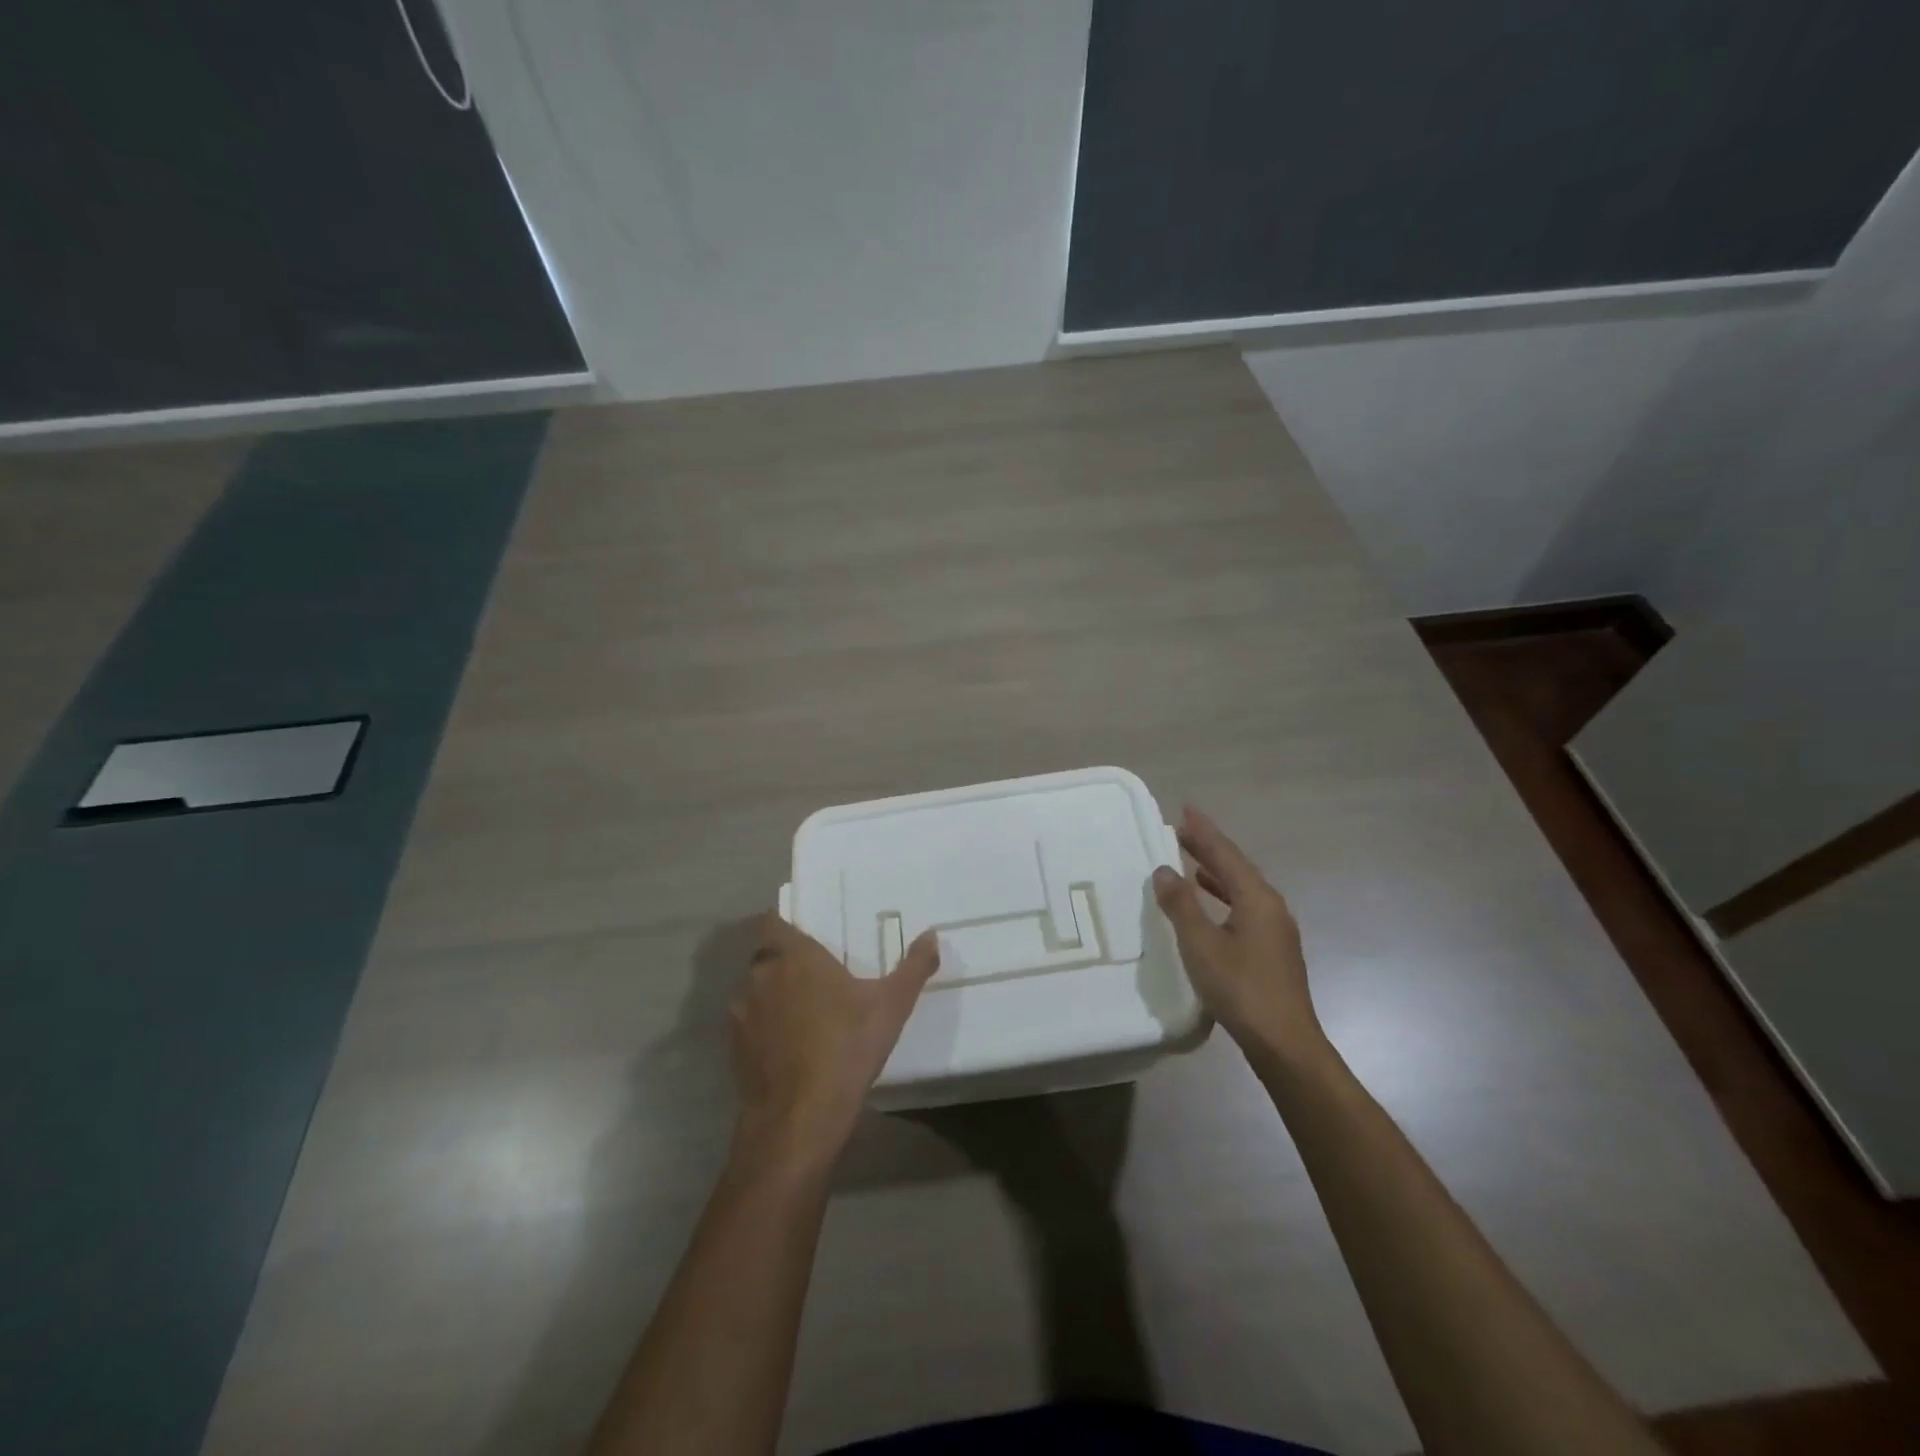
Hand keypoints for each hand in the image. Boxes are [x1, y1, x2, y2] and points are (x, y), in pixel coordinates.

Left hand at [728, 914, 939, 1169]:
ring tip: (803, 1012)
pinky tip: (789, 1046)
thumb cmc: (847, 1047)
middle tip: (816, 975)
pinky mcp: (733, 1047)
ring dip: (772, 994)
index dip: (782, 923)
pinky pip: (748, 1023)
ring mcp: (742, 1012)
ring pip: (755, 989)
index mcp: (794, 956)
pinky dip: (763, 1027)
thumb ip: (913, 966)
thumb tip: (932, 936)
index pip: (771, 922)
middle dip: (785, 961)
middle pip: (766, 955)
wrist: (800, 1117)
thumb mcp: (892, 1005)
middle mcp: (761, 975)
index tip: (805, 933)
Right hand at [1152, 806, 1323, 1064]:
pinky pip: (1244, 907)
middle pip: (1236, 867)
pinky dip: (1223, 897)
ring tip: (1191, 862)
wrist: (1284, 1042)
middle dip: (1209, 848)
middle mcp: (1271, 906)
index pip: (1226, 854)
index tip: (1186, 809)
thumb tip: (1165, 870)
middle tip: (1182, 831)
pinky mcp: (1273, 950)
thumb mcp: (1201, 944)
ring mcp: (1276, 929)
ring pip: (1241, 889)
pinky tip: (1210, 906)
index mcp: (1257, 898)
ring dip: (1216, 873)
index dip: (1204, 831)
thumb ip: (1181, 904)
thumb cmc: (1240, 988)